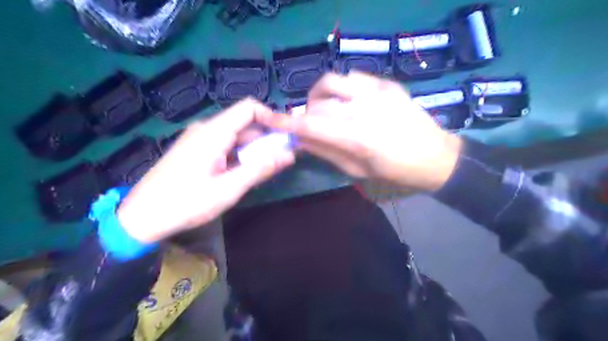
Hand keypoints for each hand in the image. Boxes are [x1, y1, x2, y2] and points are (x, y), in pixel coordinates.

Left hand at [117, 97, 296, 242]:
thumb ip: (260, 169)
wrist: (142, 217)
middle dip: (265, 140)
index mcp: (213, 132)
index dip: (271, 118)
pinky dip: (239, 156)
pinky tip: (240, 175)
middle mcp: (206, 129)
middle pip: (244, 124)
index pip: (249, 108)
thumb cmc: (186, 203)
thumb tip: (289, 155)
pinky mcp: (195, 150)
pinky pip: (224, 146)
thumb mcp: (228, 189)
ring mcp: (199, 139)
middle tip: (278, 163)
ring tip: (260, 173)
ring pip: (235, 137)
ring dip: (252, 151)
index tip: (285, 138)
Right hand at [256, 71, 460, 189]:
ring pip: (331, 81)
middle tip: (310, 125)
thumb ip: (326, 152)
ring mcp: (377, 92)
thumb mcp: (358, 171)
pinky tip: (348, 100)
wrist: (436, 157)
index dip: (286, 121)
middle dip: (306, 114)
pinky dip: (341, 88)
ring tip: (325, 108)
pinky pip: (352, 77)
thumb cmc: (396, 173)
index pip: (310, 125)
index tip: (268, 118)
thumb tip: (300, 140)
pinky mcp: (387, 84)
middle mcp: (363, 110)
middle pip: (317, 103)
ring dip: (319, 95)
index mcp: (356, 138)